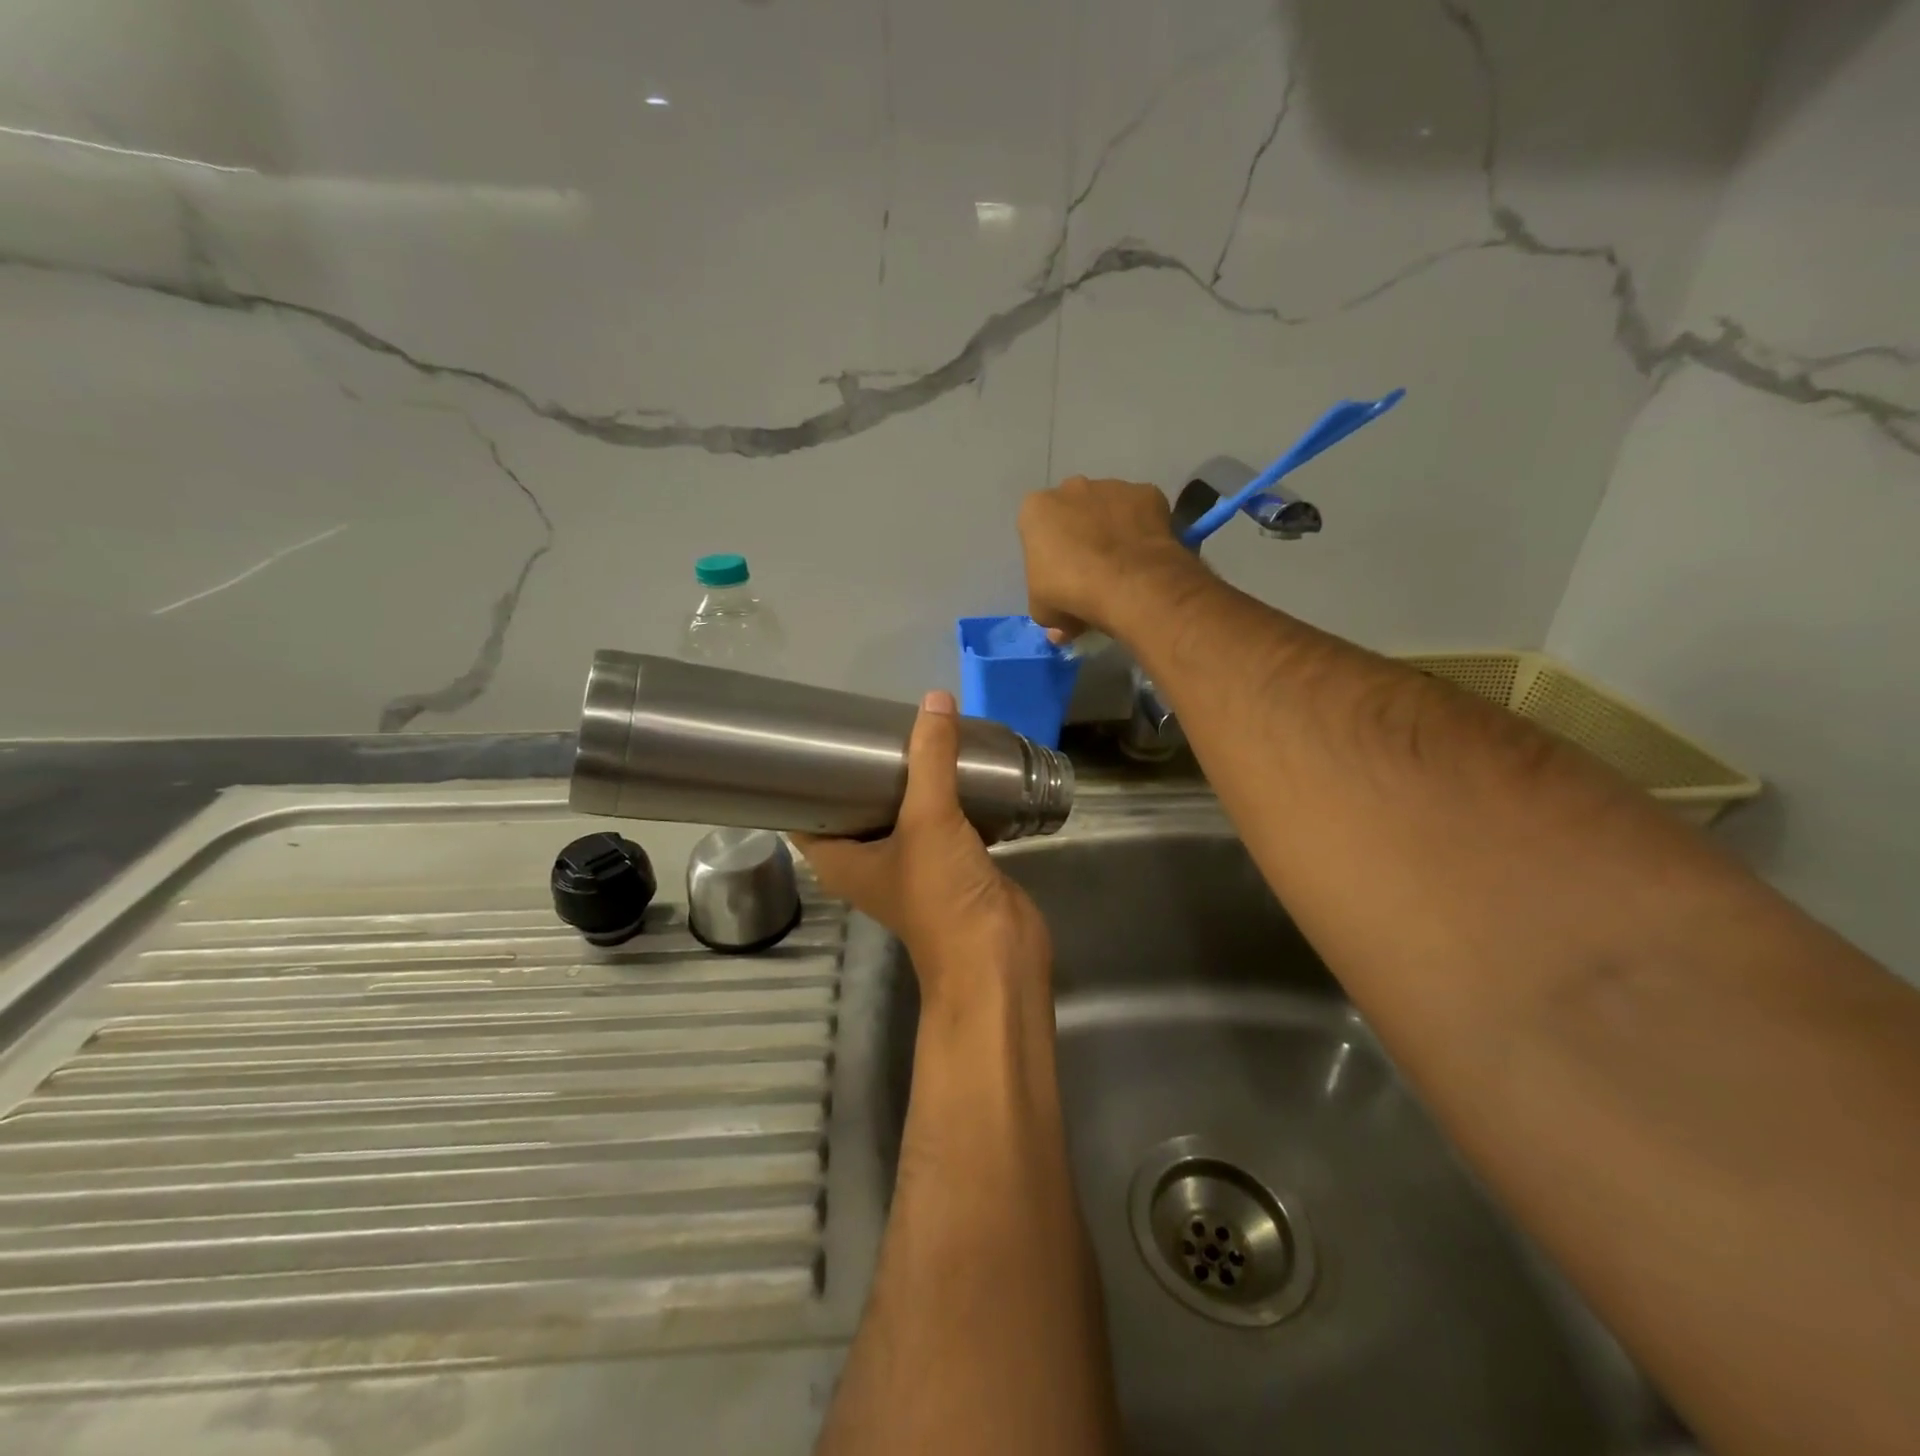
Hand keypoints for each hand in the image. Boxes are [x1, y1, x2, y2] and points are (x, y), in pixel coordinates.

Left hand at [792, 691, 1050, 1008]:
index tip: (814, 737)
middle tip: (871, 723)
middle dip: (864, 768)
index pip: (806, 814)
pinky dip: (943, 794)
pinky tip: (951, 763)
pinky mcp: (950, 863)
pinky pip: (939, 820)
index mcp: (841, 860)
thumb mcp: (929, 819)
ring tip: (910, 733)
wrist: (998, 956)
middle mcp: (869, 862)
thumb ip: (931, 758)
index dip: (805, 778)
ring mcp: (911, 864)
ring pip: (900, 812)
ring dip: (907, 779)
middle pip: (856, 806)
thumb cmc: (942, 894)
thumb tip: (934, 699)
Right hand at [1018, 476, 1200, 641]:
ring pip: (1108, 507)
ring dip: (1111, 528)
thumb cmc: (1070, 593)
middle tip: (1089, 570)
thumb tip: (1062, 630)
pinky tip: (1144, 555)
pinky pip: (1141, 512)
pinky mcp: (1147, 493)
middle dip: (1079, 533)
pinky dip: (1142, 529)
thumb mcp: (1044, 612)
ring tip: (1122, 565)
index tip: (1058, 577)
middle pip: (1072, 510)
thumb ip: (1049, 613)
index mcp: (1036, 509)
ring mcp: (1112, 486)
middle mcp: (1071, 488)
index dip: (1047, 554)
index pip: (1036, 529)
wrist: (1128, 583)